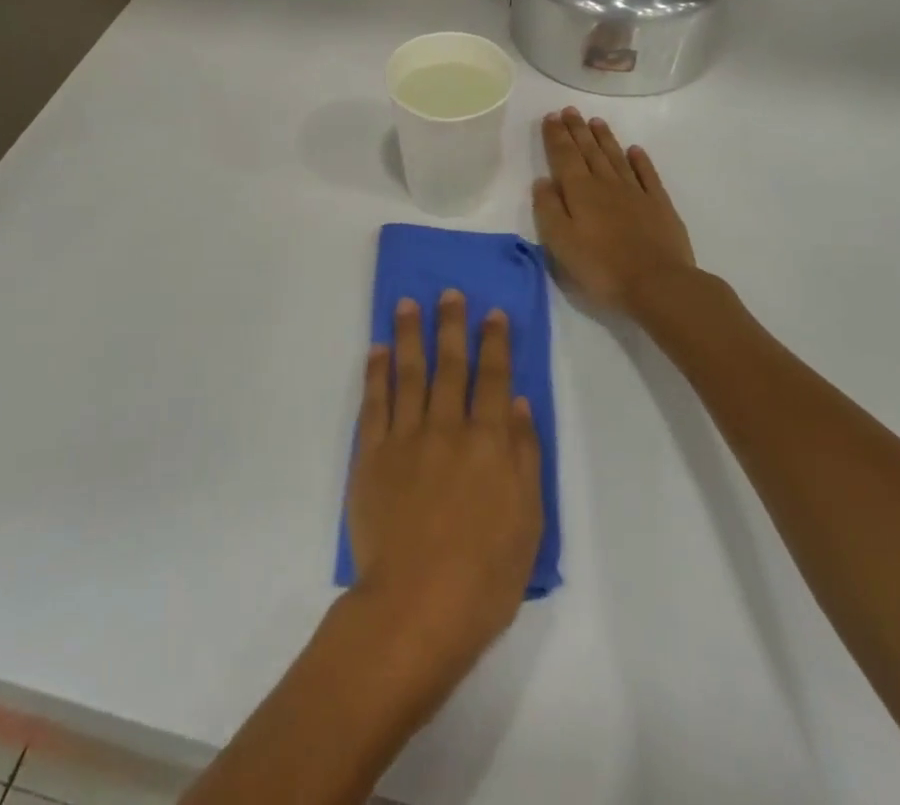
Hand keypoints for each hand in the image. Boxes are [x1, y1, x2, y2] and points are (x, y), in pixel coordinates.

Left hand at [347, 292, 542, 700]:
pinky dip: (376, 372)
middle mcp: (446, 427)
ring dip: (409, 334)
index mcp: (488, 442)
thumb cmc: (485, 574)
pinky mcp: (371, 455)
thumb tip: (515, 402)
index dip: (494, 342)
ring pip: (408, 373)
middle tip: (449, 292)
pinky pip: (374, 402)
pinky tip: (377, 350)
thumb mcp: (528, 520)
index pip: (493, 378)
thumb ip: (523, 455)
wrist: (416, 606)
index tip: (493, 312)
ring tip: (408, 303)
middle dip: (451, 325)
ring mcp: (405, 438)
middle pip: (450, 365)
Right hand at [533, 108, 697, 316]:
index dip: (556, 136)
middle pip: (589, 151)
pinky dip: (640, 160)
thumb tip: (542, 180)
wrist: (658, 284)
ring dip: (604, 139)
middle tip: (570, 110)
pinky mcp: (659, 205)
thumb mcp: (561, 243)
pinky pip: (647, 174)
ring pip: (616, 157)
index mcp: (580, 192)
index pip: (564, 156)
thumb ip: (548, 209)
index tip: (551, 116)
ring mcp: (636, 192)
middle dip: (577, 130)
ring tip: (595, 121)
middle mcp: (607, 184)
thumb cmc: (602, 267)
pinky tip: (635, 150)